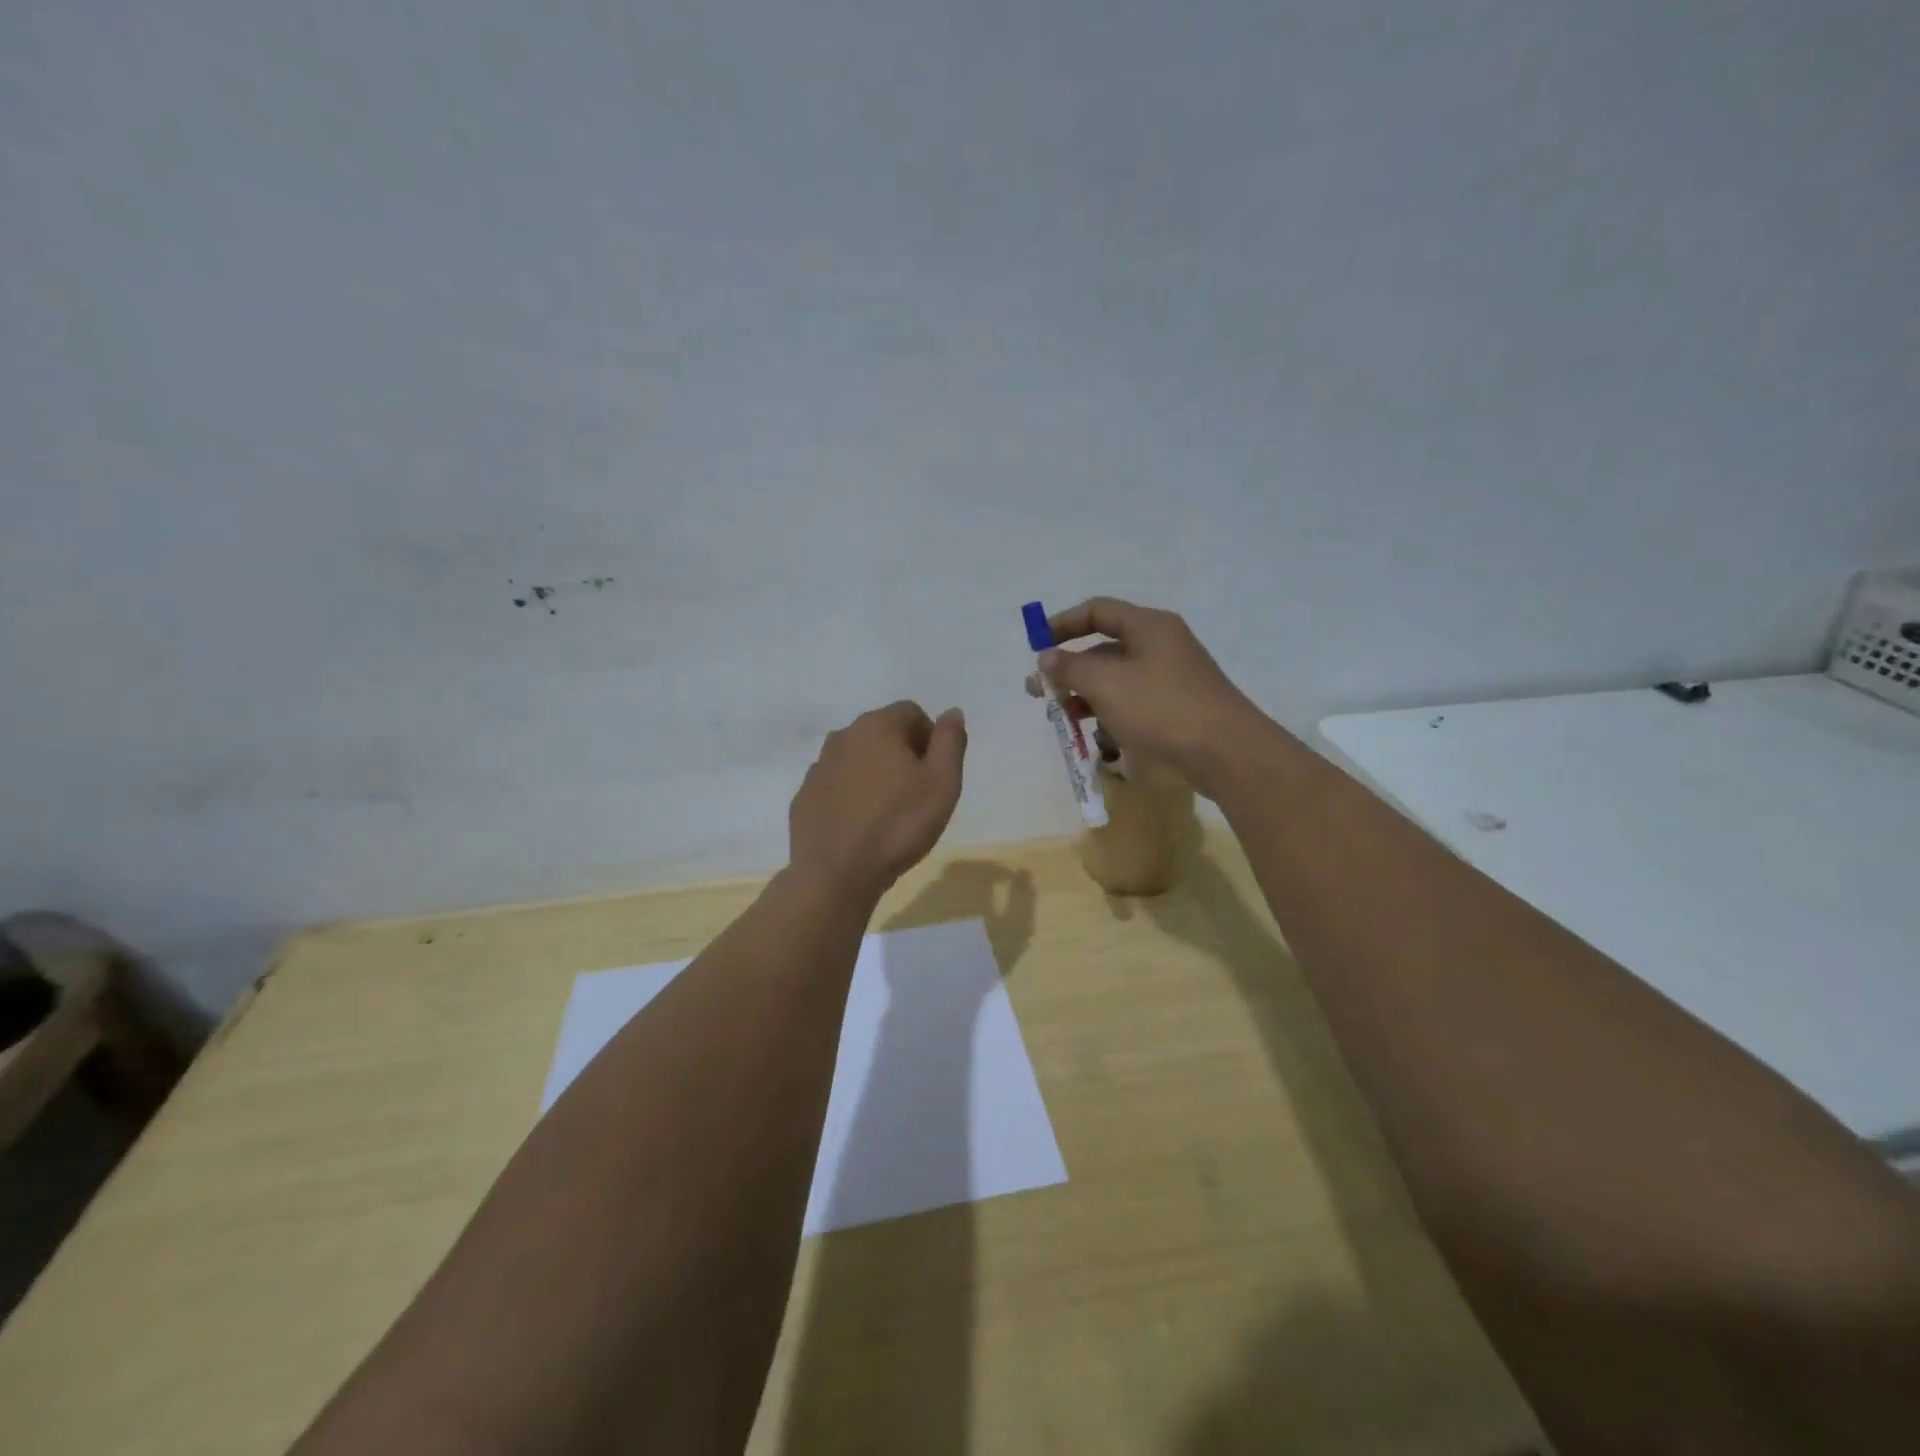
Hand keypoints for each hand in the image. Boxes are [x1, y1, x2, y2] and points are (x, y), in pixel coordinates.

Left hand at [788, 701, 966, 898]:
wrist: (837, 874)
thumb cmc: (899, 825)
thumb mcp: (943, 783)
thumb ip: (950, 742)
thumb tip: (952, 713)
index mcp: (877, 726)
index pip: (911, 712)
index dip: (930, 738)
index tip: (935, 772)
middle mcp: (842, 737)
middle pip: (882, 732)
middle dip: (902, 754)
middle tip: (916, 793)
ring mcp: (818, 767)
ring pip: (856, 759)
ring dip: (874, 774)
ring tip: (888, 812)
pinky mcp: (804, 797)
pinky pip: (836, 786)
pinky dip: (850, 797)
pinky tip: (861, 826)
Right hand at [1025, 597, 1270, 792]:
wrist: (1225, 751)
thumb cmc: (1161, 707)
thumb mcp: (1106, 684)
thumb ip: (1070, 668)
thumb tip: (1046, 657)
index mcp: (1148, 626)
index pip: (1097, 611)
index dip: (1063, 624)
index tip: (1037, 646)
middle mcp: (1161, 645)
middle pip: (1105, 648)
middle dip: (1069, 669)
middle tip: (1039, 693)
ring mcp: (1171, 678)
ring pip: (1117, 679)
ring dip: (1085, 695)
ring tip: (1061, 718)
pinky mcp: (1176, 708)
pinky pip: (1133, 703)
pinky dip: (1110, 713)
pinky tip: (1096, 735)